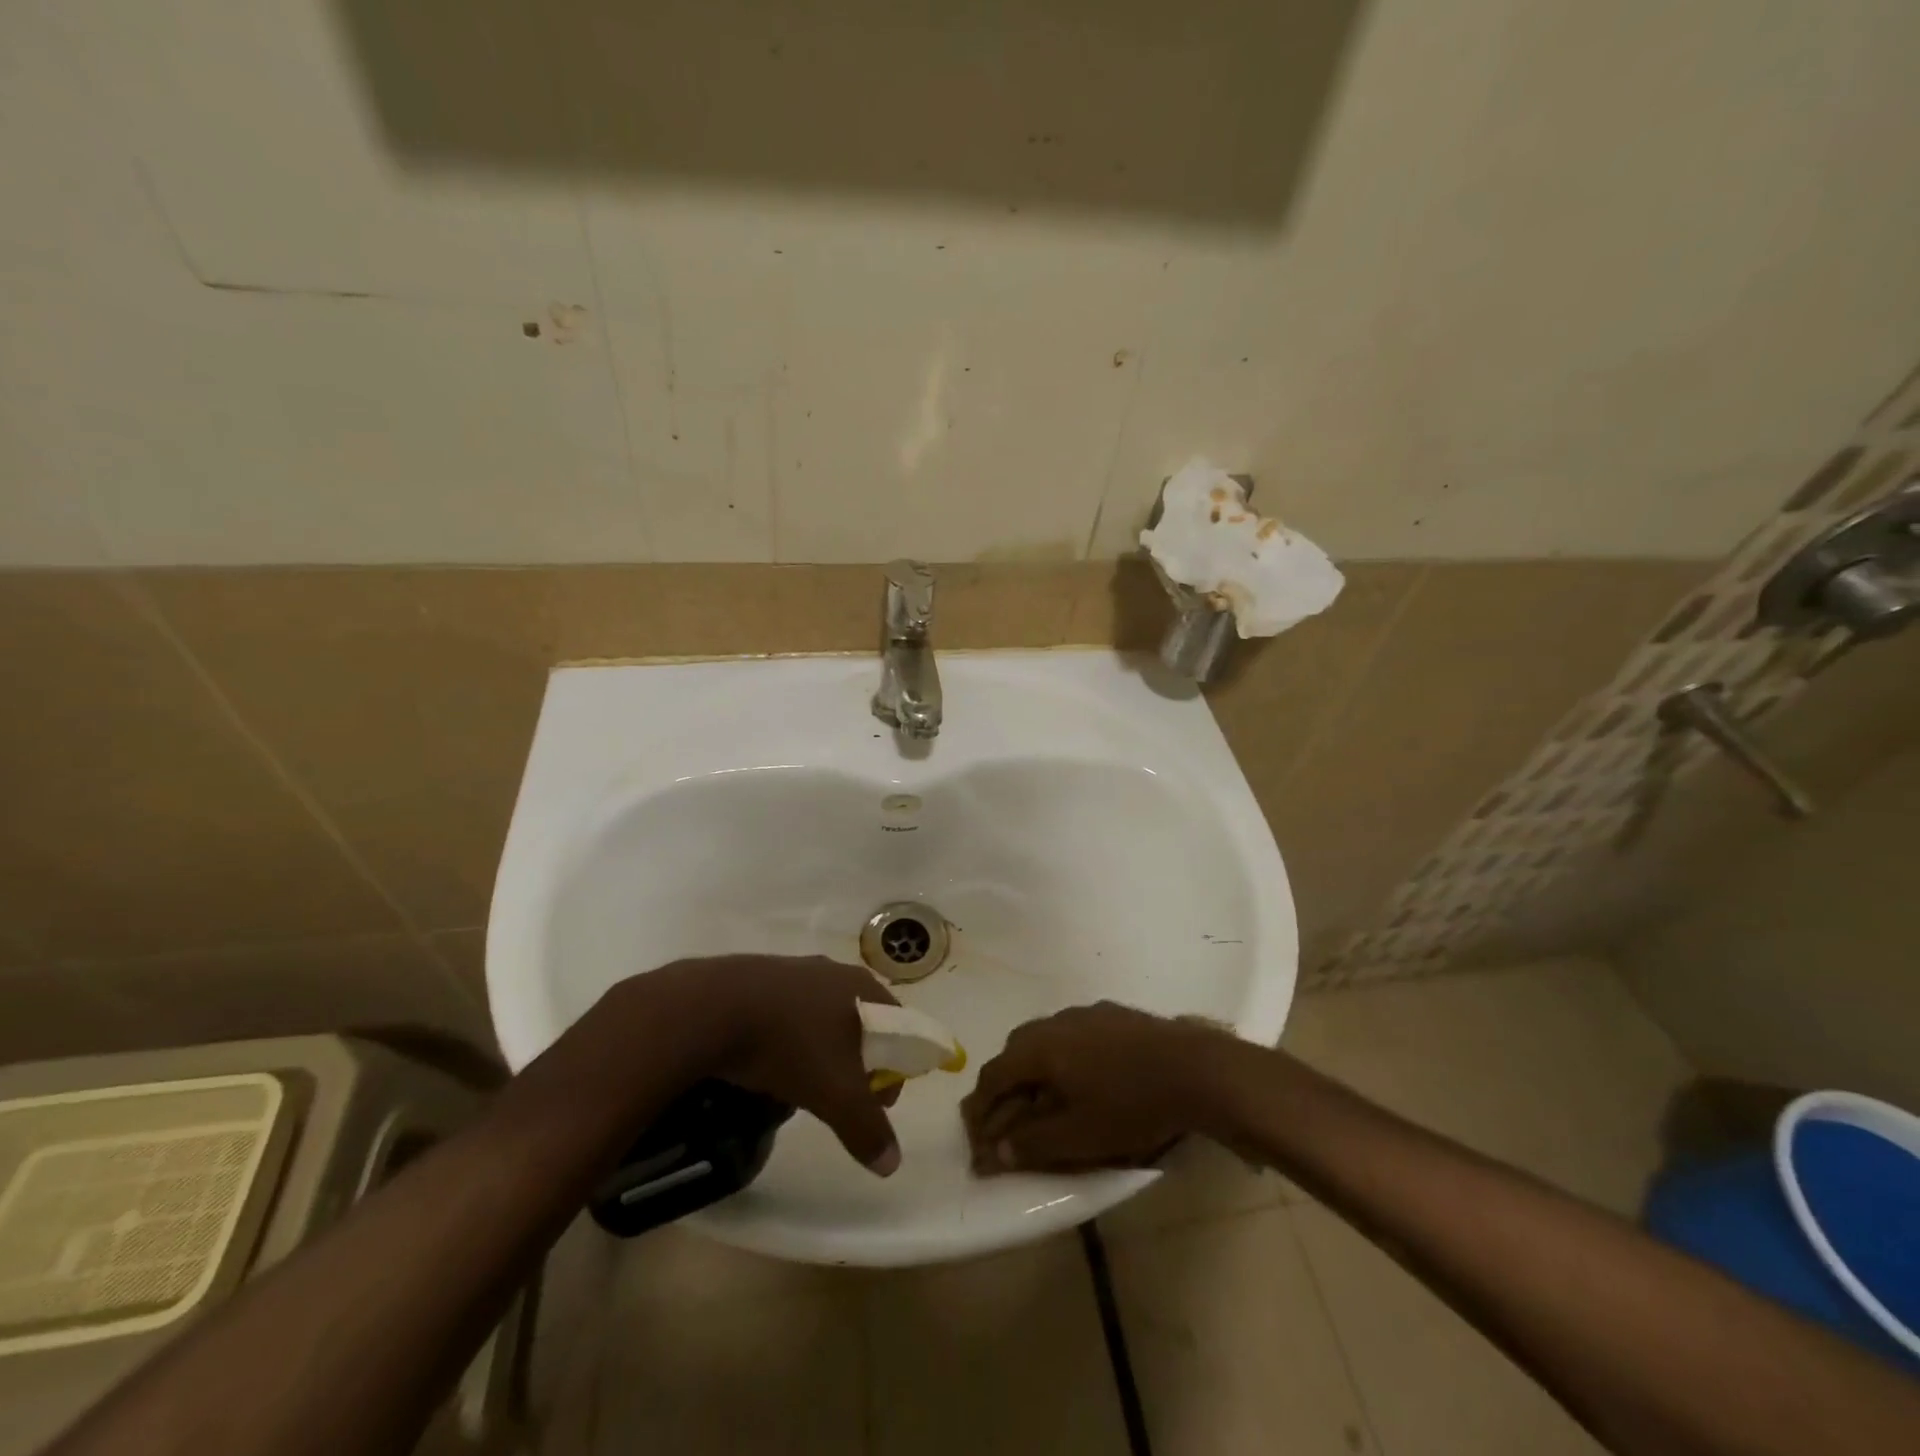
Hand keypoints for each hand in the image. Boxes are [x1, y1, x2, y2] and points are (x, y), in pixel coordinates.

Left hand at [603, 956, 902, 1175]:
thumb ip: (866, 1128)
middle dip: (856, 1063)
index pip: (899, 1027)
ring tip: (798, 1086)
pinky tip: (766, 1063)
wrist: (710, 1009)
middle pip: (860, 1023)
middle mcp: (834, 971)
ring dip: (819, 1052)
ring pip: (821, 1019)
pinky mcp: (758, 976)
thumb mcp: (834, 1095)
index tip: (876, 1103)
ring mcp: (794, 969)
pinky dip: (786, 1040)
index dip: (894, 1068)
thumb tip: (892, 1164)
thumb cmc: (788, 1045)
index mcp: (862, 987)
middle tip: (838, 1098)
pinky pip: (786, 1014)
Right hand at [961, 1002, 1228, 1173]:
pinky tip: (1082, 1077)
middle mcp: (1055, 1022)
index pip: (994, 1075)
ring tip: (1041, 1099)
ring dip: (1033, 1069)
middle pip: (1015, 1051)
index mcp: (1040, 1048)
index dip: (980, 1107)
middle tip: (1005, 1118)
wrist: (1196, 1068)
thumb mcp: (1080, 1137)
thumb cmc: (1132, 1106)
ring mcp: (1085, 1013)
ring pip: (1044, 1039)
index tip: (975, 1135)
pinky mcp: (1112, 1014)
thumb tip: (995, 1150)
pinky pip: (1071, 1034)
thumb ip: (1033, 1144)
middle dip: (1004, 1085)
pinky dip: (1062, 1057)